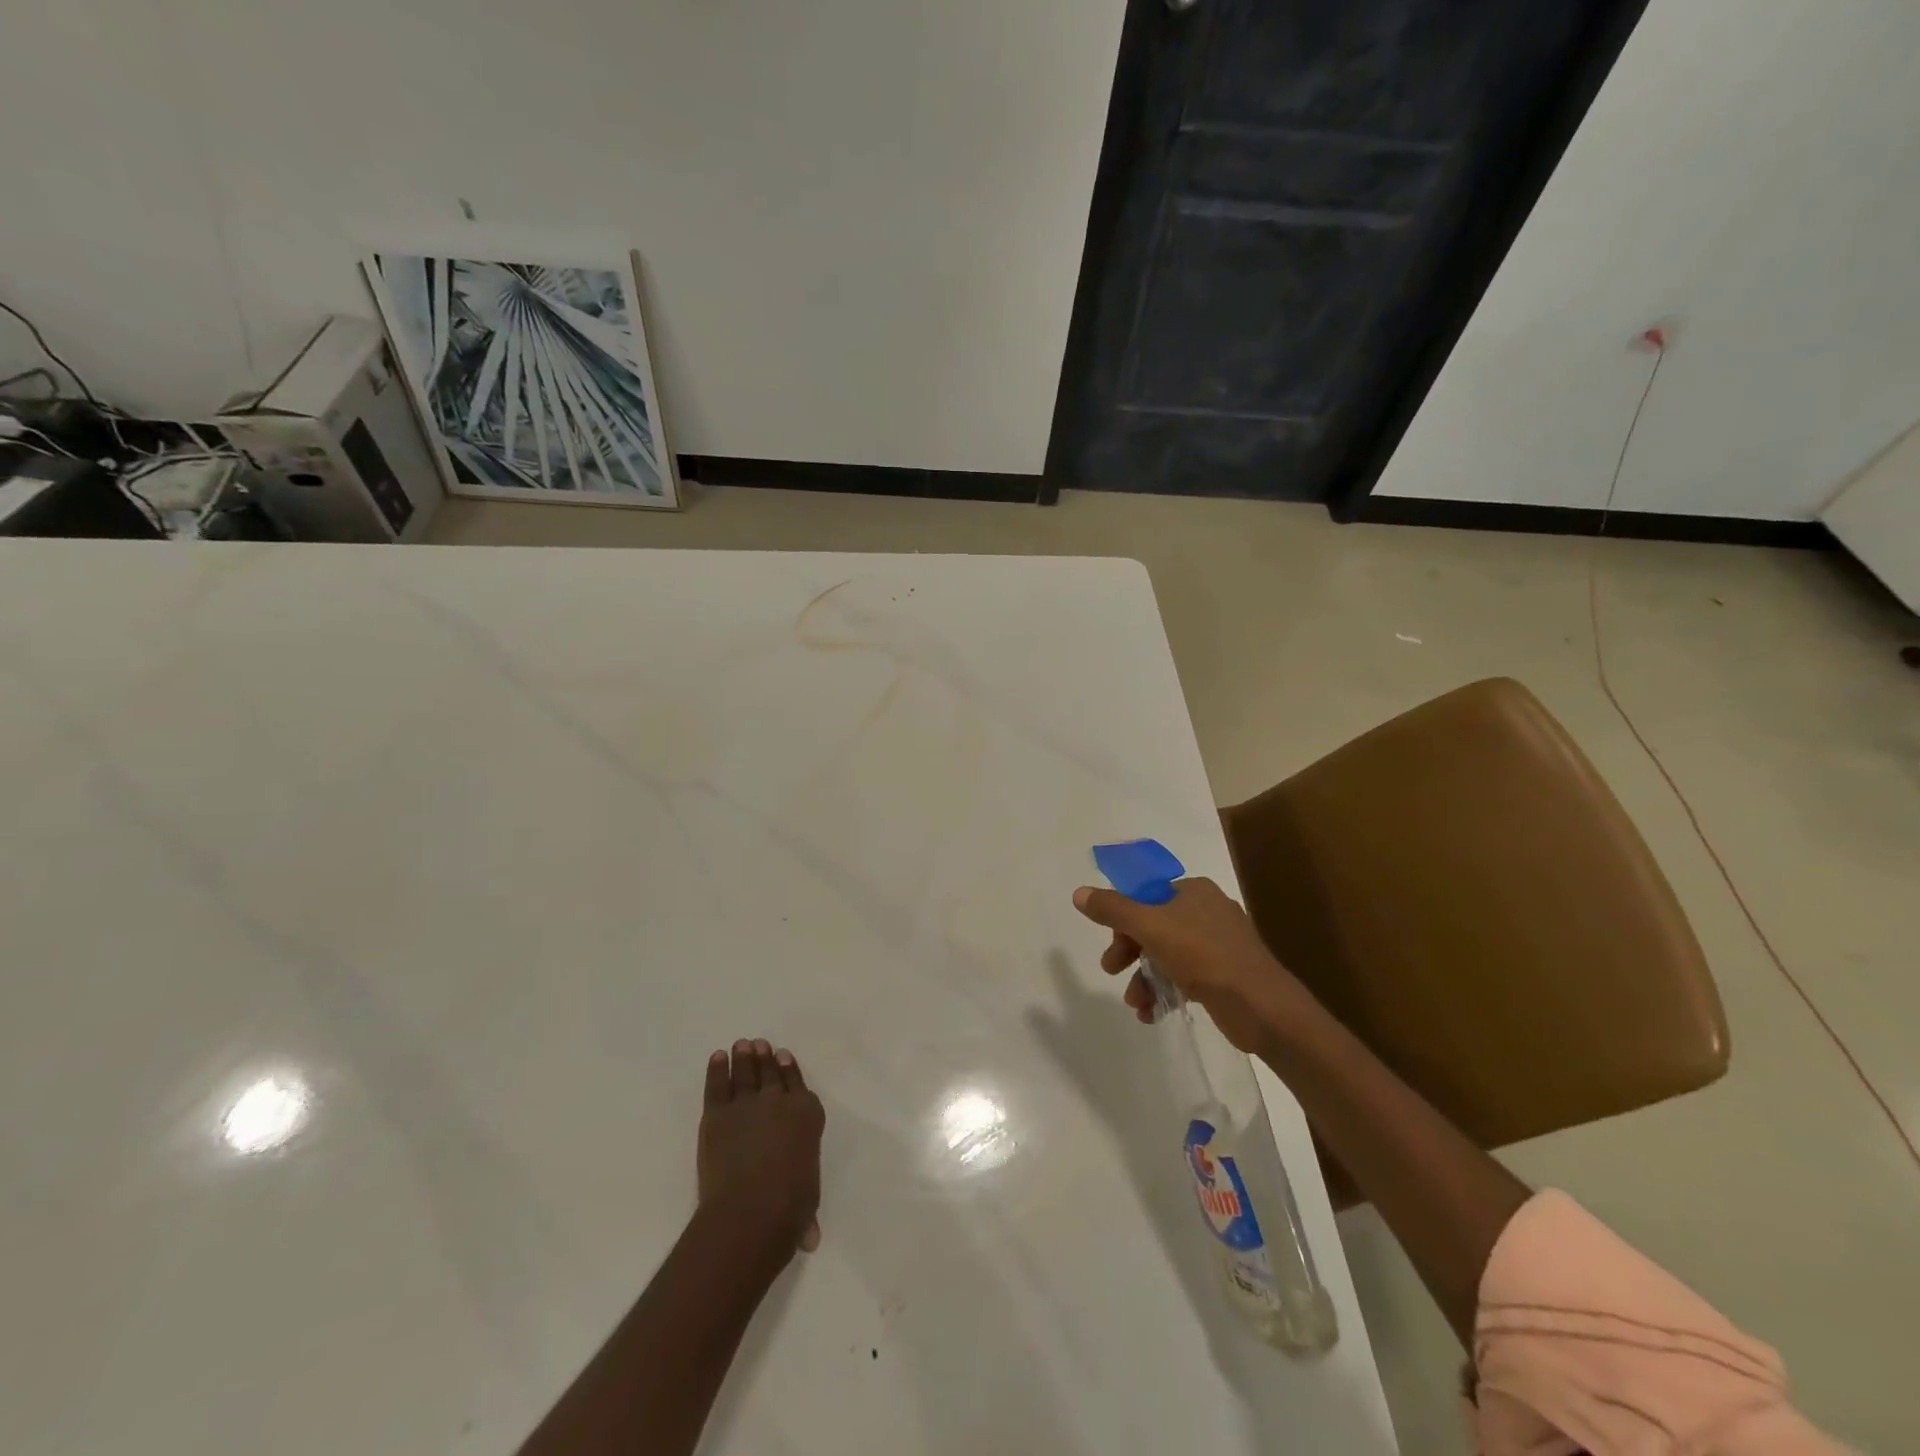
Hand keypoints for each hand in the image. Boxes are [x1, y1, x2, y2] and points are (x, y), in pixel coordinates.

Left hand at [698, 1039, 825, 1256]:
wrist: (751, 1209)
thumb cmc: (789, 1207)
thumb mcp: (807, 1203)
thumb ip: (806, 1211)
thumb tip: (809, 1238)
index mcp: (807, 1114)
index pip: (797, 1082)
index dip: (789, 1068)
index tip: (782, 1055)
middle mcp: (779, 1101)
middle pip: (771, 1072)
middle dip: (764, 1057)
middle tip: (758, 1044)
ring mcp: (747, 1104)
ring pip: (746, 1073)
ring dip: (744, 1058)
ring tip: (742, 1045)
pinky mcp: (717, 1114)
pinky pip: (718, 1084)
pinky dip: (718, 1069)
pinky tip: (718, 1058)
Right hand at [1071, 877, 1307, 1052]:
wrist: (1262, 1006)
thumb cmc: (1204, 956)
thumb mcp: (1150, 927)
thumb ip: (1113, 910)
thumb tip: (1079, 893)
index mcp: (1194, 891)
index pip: (1146, 895)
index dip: (1123, 919)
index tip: (1111, 945)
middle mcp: (1207, 911)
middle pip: (1153, 925)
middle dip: (1130, 952)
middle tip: (1112, 972)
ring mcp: (1219, 944)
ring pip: (1167, 955)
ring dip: (1144, 978)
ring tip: (1136, 1004)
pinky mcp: (1225, 975)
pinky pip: (1185, 977)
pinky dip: (1166, 991)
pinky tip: (1153, 1014)